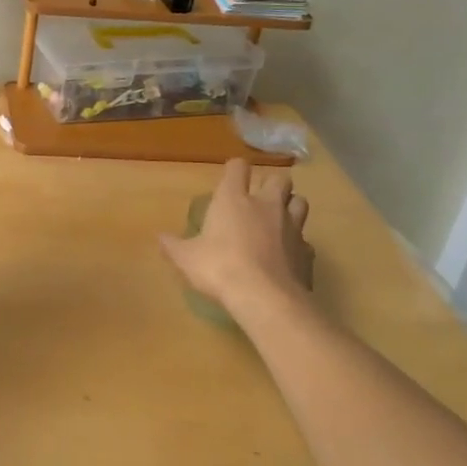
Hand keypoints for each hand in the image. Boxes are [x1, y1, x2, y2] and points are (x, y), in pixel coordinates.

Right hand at [159, 160, 313, 326]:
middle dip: (272, 185)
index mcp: (233, 199)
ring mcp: (291, 227)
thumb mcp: (186, 258)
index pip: (238, 168)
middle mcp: (266, 205)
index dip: (235, 169)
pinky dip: (298, 244)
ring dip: (291, 206)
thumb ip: (173, 246)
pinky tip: (288, 255)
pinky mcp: (306, 251)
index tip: (231, 177)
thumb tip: (160, 238)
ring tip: (280, 220)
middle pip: (279, 179)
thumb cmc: (219, 268)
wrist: (264, 298)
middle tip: (260, 198)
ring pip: (300, 202)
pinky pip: (306, 240)